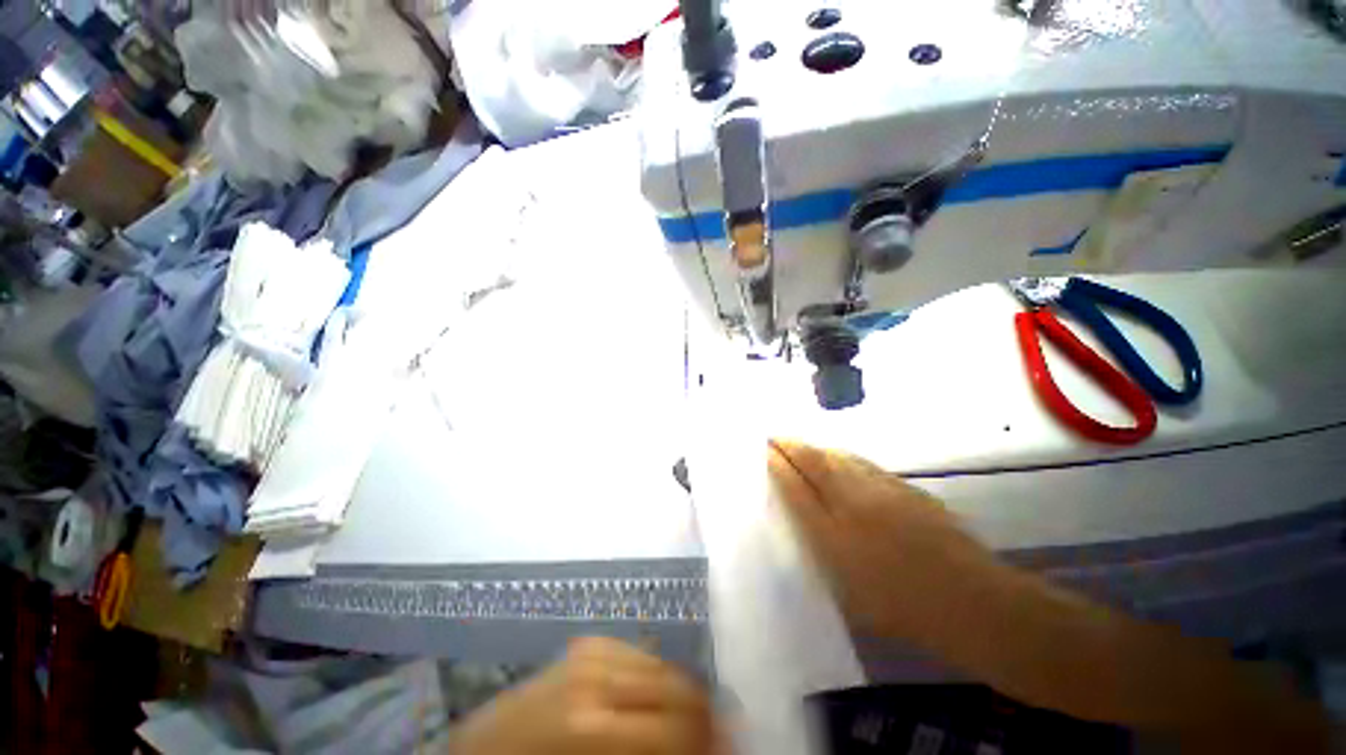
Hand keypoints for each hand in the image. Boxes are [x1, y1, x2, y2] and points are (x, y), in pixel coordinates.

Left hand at [450, 637, 718, 754]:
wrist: (483, 749)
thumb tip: (713, 747)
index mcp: (591, 725)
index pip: (679, 726)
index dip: (712, 741)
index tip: (730, 749)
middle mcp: (596, 675)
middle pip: (678, 686)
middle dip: (703, 717)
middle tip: (715, 739)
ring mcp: (591, 651)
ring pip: (663, 665)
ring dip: (680, 697)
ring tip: (682, 724)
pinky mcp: (588, 642)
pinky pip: (640, 654)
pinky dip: (655, 678)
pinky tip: (650, 701)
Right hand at [768, 439, 1000, 643]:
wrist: (973, 602)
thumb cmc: (902, 610)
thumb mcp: (846, 590)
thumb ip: (819, 548)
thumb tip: (801, 516)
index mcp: (833, 534)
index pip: (793, 487)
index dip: (775, 465)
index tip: (761, 451)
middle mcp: (854, 503)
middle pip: (814, 461)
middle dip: (789, 445)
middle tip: (774, 437)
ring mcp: (883, 490)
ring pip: (839, 456)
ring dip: (815, 448)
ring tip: (800, 446)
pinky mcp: (906, 486)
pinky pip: (863, 463)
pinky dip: (842, 458)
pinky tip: (839, 462)